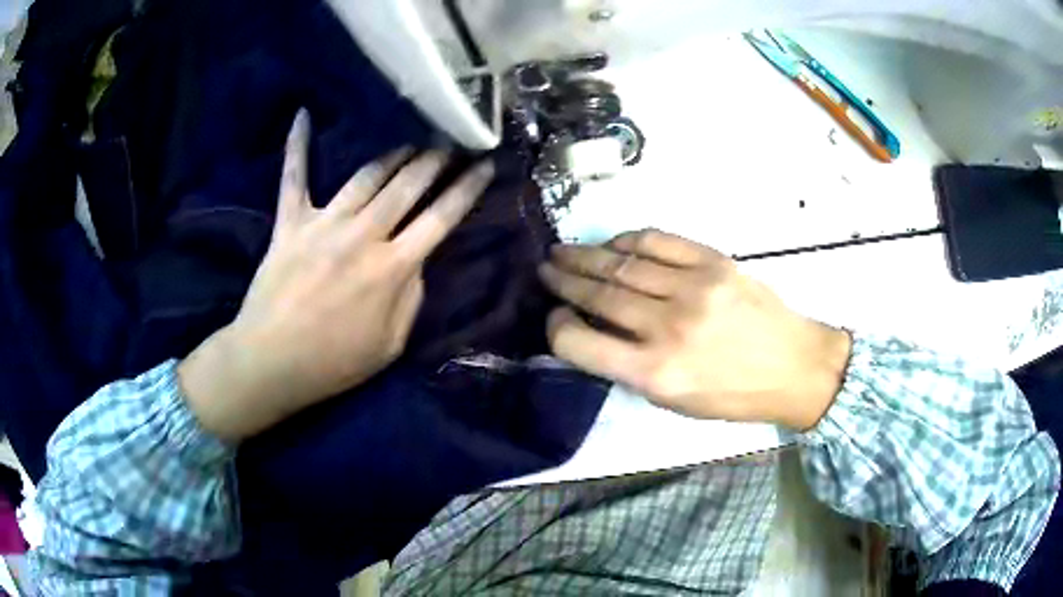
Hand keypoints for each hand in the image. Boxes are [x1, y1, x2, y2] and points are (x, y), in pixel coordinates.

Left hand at [178, 110, 494, 441]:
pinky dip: (297, 146)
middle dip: (434, 161)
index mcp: (392, 268)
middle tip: (450, 142)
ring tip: (411, 141)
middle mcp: (363, 234)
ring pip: (366, 175)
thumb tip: (416, 260)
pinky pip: (294, 176)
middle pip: (407, 185)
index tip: (484, 165)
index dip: (467, 189)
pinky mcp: (290, 222)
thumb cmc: (333, 362)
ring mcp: (324, 223)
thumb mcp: (390, 345)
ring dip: (393, 155)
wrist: (271, 361)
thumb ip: (411, 298)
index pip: (440, 218)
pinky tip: (302, 116)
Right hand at [539, 229, 851, 430]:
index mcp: (655, 373)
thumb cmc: (733, 395)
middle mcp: (668, 328)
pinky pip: (658, 242)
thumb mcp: (675, 402)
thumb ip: (631, 369)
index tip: (555, 318)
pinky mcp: (713, 262)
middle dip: (564, 280)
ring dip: (586, 256)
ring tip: (563, 252)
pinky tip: (613, 244)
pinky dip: (628, 240)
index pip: (581, 344)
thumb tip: (594, 333)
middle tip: (546, 270)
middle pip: (598, 295)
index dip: (557, 329)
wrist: (794, 366)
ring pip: (622, 264)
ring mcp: (693, 289)